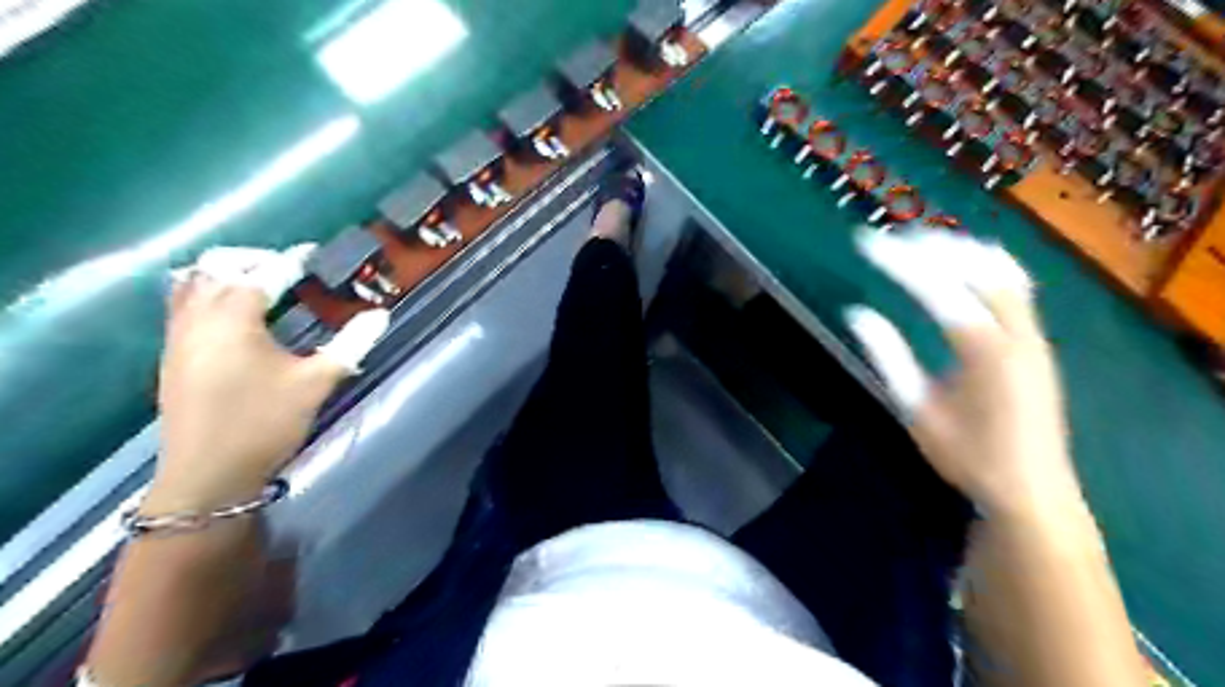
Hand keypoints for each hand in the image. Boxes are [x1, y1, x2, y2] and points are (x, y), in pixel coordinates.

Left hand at [147, 245, 386, 508]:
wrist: (208, 474)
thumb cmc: (265, 423)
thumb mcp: (316, 382)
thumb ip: (350, 344)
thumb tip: (381, 315)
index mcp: (234, 318)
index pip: (263, 273)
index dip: (291, 260)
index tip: (312, 253)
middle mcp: (198, 317)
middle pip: (215, 266)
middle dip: (251, 258)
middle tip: (285, 266)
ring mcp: (179, 336)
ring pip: (191, 282)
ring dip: (224, 273)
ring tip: (259, 283)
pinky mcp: (173, 355)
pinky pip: (183, 304)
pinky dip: (208, 293)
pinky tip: (235, 314)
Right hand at [853, 229, 1078, 516]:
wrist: (1032, 491)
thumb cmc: (967, 457)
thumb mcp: (916, 411)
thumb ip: (889, 358)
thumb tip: (857, 313)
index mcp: (985, 352)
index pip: (939, 288)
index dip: (900, 261)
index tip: (866, 243)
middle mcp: (1018, 333)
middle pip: (977, 266)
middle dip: (931, 245)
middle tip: (889, 238)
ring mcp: (1034, 334)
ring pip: (1004, 269)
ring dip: (961, 249)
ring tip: (920, 242)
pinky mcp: (1037, 341)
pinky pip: (1016, 285)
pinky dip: (985, 265)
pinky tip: (961, 265)